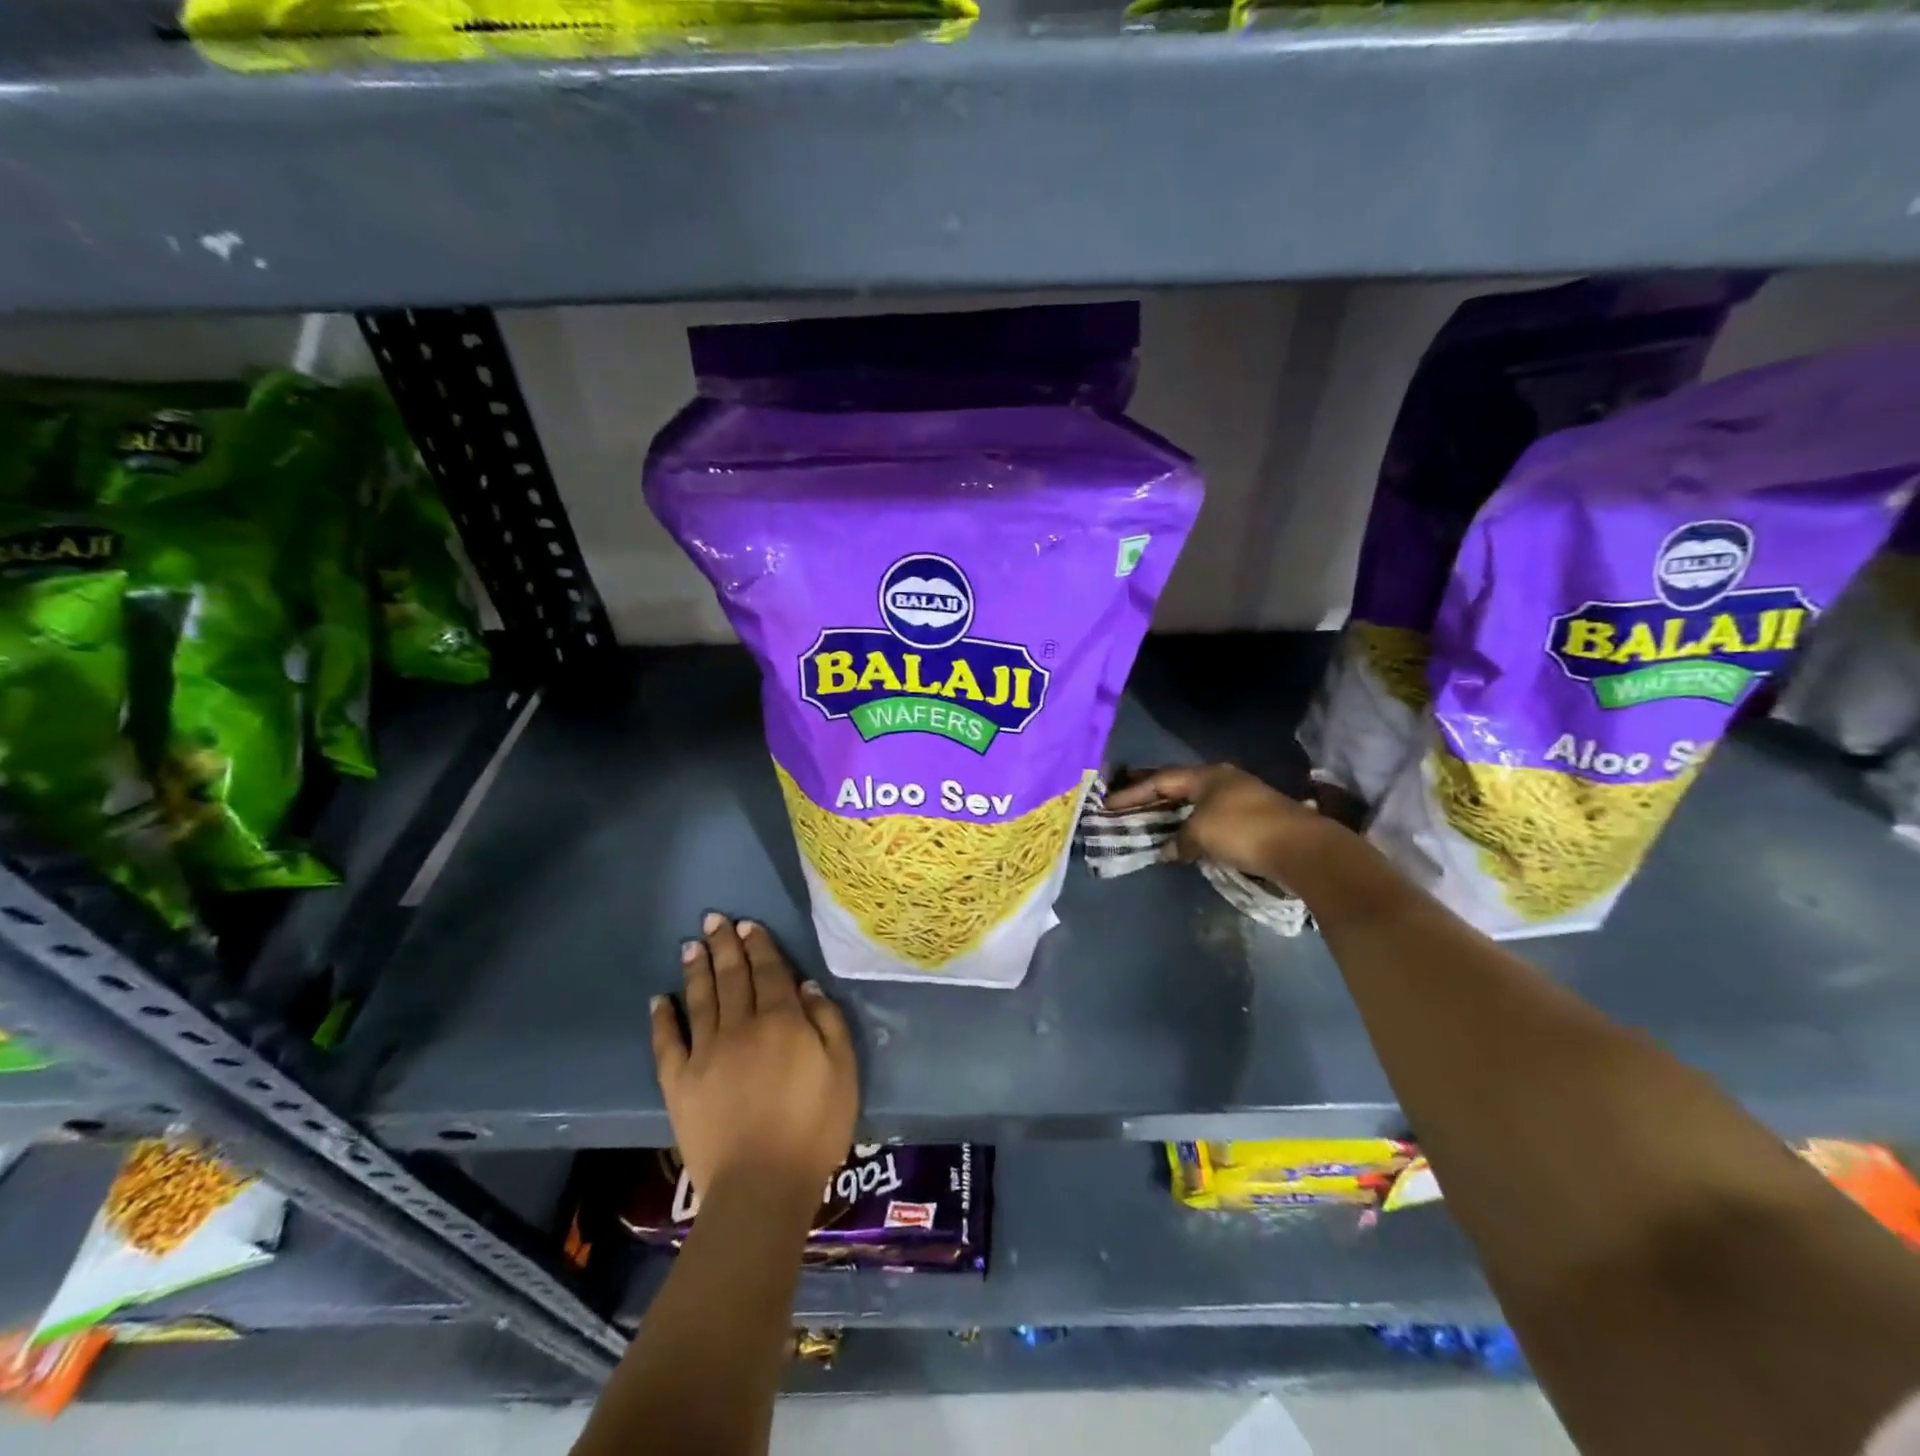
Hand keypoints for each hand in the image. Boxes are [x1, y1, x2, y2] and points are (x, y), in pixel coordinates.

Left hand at [650, 914, 857, 1206]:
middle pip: (733, 976)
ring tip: (691, 945)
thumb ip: (827, 1022)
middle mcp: (741, 1026)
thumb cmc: (814, 1129)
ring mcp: (706, 1053)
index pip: (770, 972)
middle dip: (724, 945)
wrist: (761, 1187)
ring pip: (701, 1000)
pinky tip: (659, 999)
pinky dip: (662, 1019)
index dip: (760, 946)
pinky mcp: (679, 1083)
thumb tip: (805, 986)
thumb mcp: (843, 1071)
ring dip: (697, 970)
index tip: (748, 925)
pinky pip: (667, 1043)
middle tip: (714, 919)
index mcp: (783, 1021)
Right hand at [1104, 764, 1333, 881]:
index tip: (1108, 804)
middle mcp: (1222, 780)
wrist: (1301, 848)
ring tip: (1148, 824)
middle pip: (1177, 787)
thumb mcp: (1200, 834)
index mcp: (1206, 775)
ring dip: (1171, 814)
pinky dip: (1191, 826)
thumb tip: (1167, 850)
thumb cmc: (1242, 831)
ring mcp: (1240, 797)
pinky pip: (1209, 818)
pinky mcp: (1253, 818)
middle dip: (1150, 798)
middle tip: (1124, 808)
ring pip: (1195, 803)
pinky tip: (1182, 838)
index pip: (1160, 780)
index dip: (1132, 793)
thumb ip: (1177, 841)